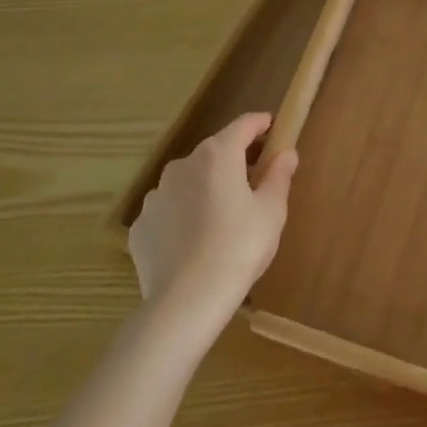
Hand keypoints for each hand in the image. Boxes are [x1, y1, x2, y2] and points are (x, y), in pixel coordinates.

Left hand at [128, 113, 297, 330]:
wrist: (186, 302)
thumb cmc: (239, 248)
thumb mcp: (271, 211)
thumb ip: (278, 175)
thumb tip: (286, 152)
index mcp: (218, 155)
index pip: (243, 125)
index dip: (260, 124)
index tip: (273, 127)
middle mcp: (182, 166)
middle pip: (214, 152)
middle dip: (234, 160)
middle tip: (254, 180)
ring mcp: (156, 196)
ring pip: (188, 181)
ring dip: (206, 188)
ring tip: (221, 218)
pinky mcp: (140, 226)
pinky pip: (168, 211)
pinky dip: (183, 216)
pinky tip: (194, 242)